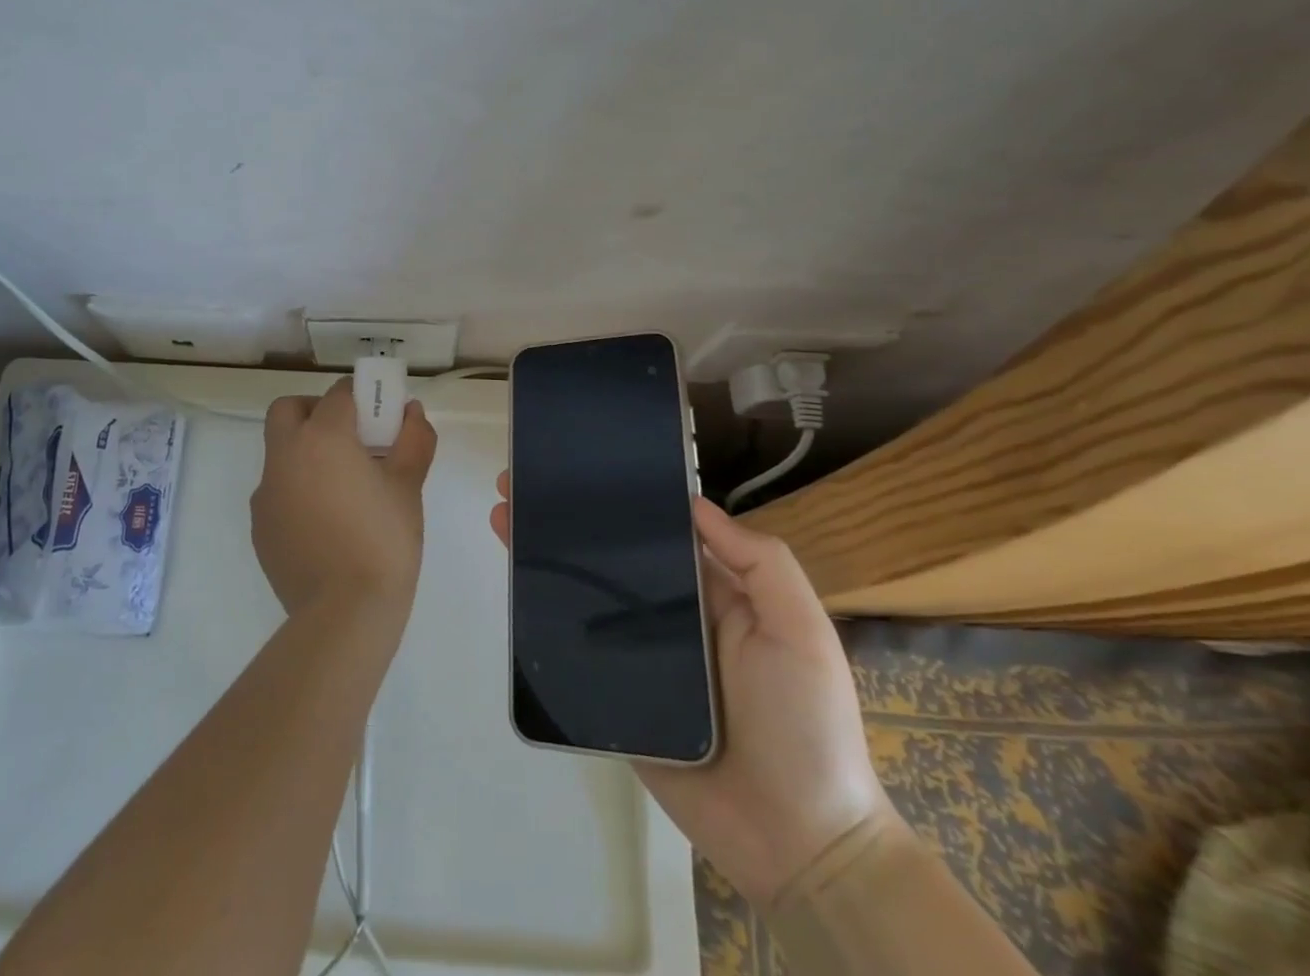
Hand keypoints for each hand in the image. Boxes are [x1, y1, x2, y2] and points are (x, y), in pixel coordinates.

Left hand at [253, 379, 438, 623]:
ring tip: (341, 485)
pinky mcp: (259, 525)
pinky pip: (276, 490)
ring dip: (304, 451)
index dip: (359, 397)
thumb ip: (413, 440)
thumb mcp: (408, 486)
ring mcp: (266, 492)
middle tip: (348, 436)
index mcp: (322, 438)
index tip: (378, 413)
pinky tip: (324, 520)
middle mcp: (285, 456)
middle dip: (315, 411)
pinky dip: (296, 488)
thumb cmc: (383, 541)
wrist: (344, 614)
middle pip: (288, 410)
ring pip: (279, 451)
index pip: (337, 395)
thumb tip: (411, 412)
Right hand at [491, 476, 891, 908]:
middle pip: (610, 559)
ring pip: (585, 597)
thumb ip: (761, 564)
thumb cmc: (806, 724)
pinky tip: (514, 583)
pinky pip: (576, 650)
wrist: (795, 843)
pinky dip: (543, 617)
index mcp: (711, 594)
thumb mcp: (801, 631)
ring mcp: (639, 657)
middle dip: (566, 520)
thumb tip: (694, 503)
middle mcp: (669, 617)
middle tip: (519, 485)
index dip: (618, 500)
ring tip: (503, 519)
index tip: (579, 467)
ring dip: (544, 557)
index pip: (657, 533)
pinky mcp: (616, 696)